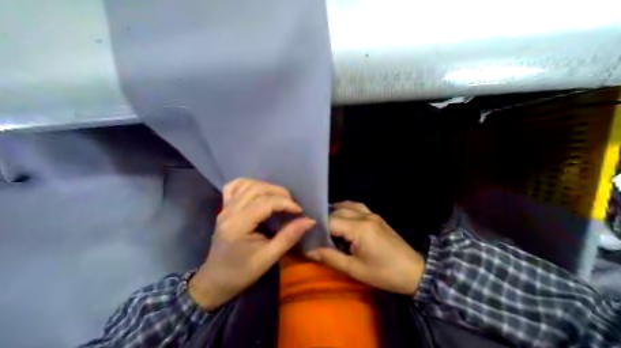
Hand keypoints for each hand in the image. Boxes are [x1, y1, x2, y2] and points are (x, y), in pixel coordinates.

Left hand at [190, 179, 315, 308]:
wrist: (215, 281)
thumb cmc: (242, 272)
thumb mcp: (268, 258)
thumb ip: (288, 237)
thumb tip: (309, 221)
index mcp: (238, 224)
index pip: (265, 202)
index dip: (286, 203)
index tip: (300, 211)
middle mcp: (229, 211)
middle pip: (257, 189)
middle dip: (279, 193)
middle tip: (293, 205)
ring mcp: (224, 208)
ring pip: (247, 185)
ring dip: (267, 187)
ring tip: (280, 198)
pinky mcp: (224, 209)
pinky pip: (233, 187)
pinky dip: (248, 184)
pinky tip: (258, 190)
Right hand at [306, 203, 424, 294]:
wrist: (414, 272)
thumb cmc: (383, 273)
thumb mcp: (354, 269)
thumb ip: (330, 257)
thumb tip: (309, 251)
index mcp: (359, 228)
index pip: (330, 221)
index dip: (317, 228)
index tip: (307, 236)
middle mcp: (365, 216)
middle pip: (338, 211)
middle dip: (324, 220)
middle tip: (314, 232)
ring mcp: (373, 215)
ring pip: (348, 206)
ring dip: (335, 212)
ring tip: (325, 224)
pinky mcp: (377, 217)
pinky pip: (358, 207)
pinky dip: (347, 209)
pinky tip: (342, 218)